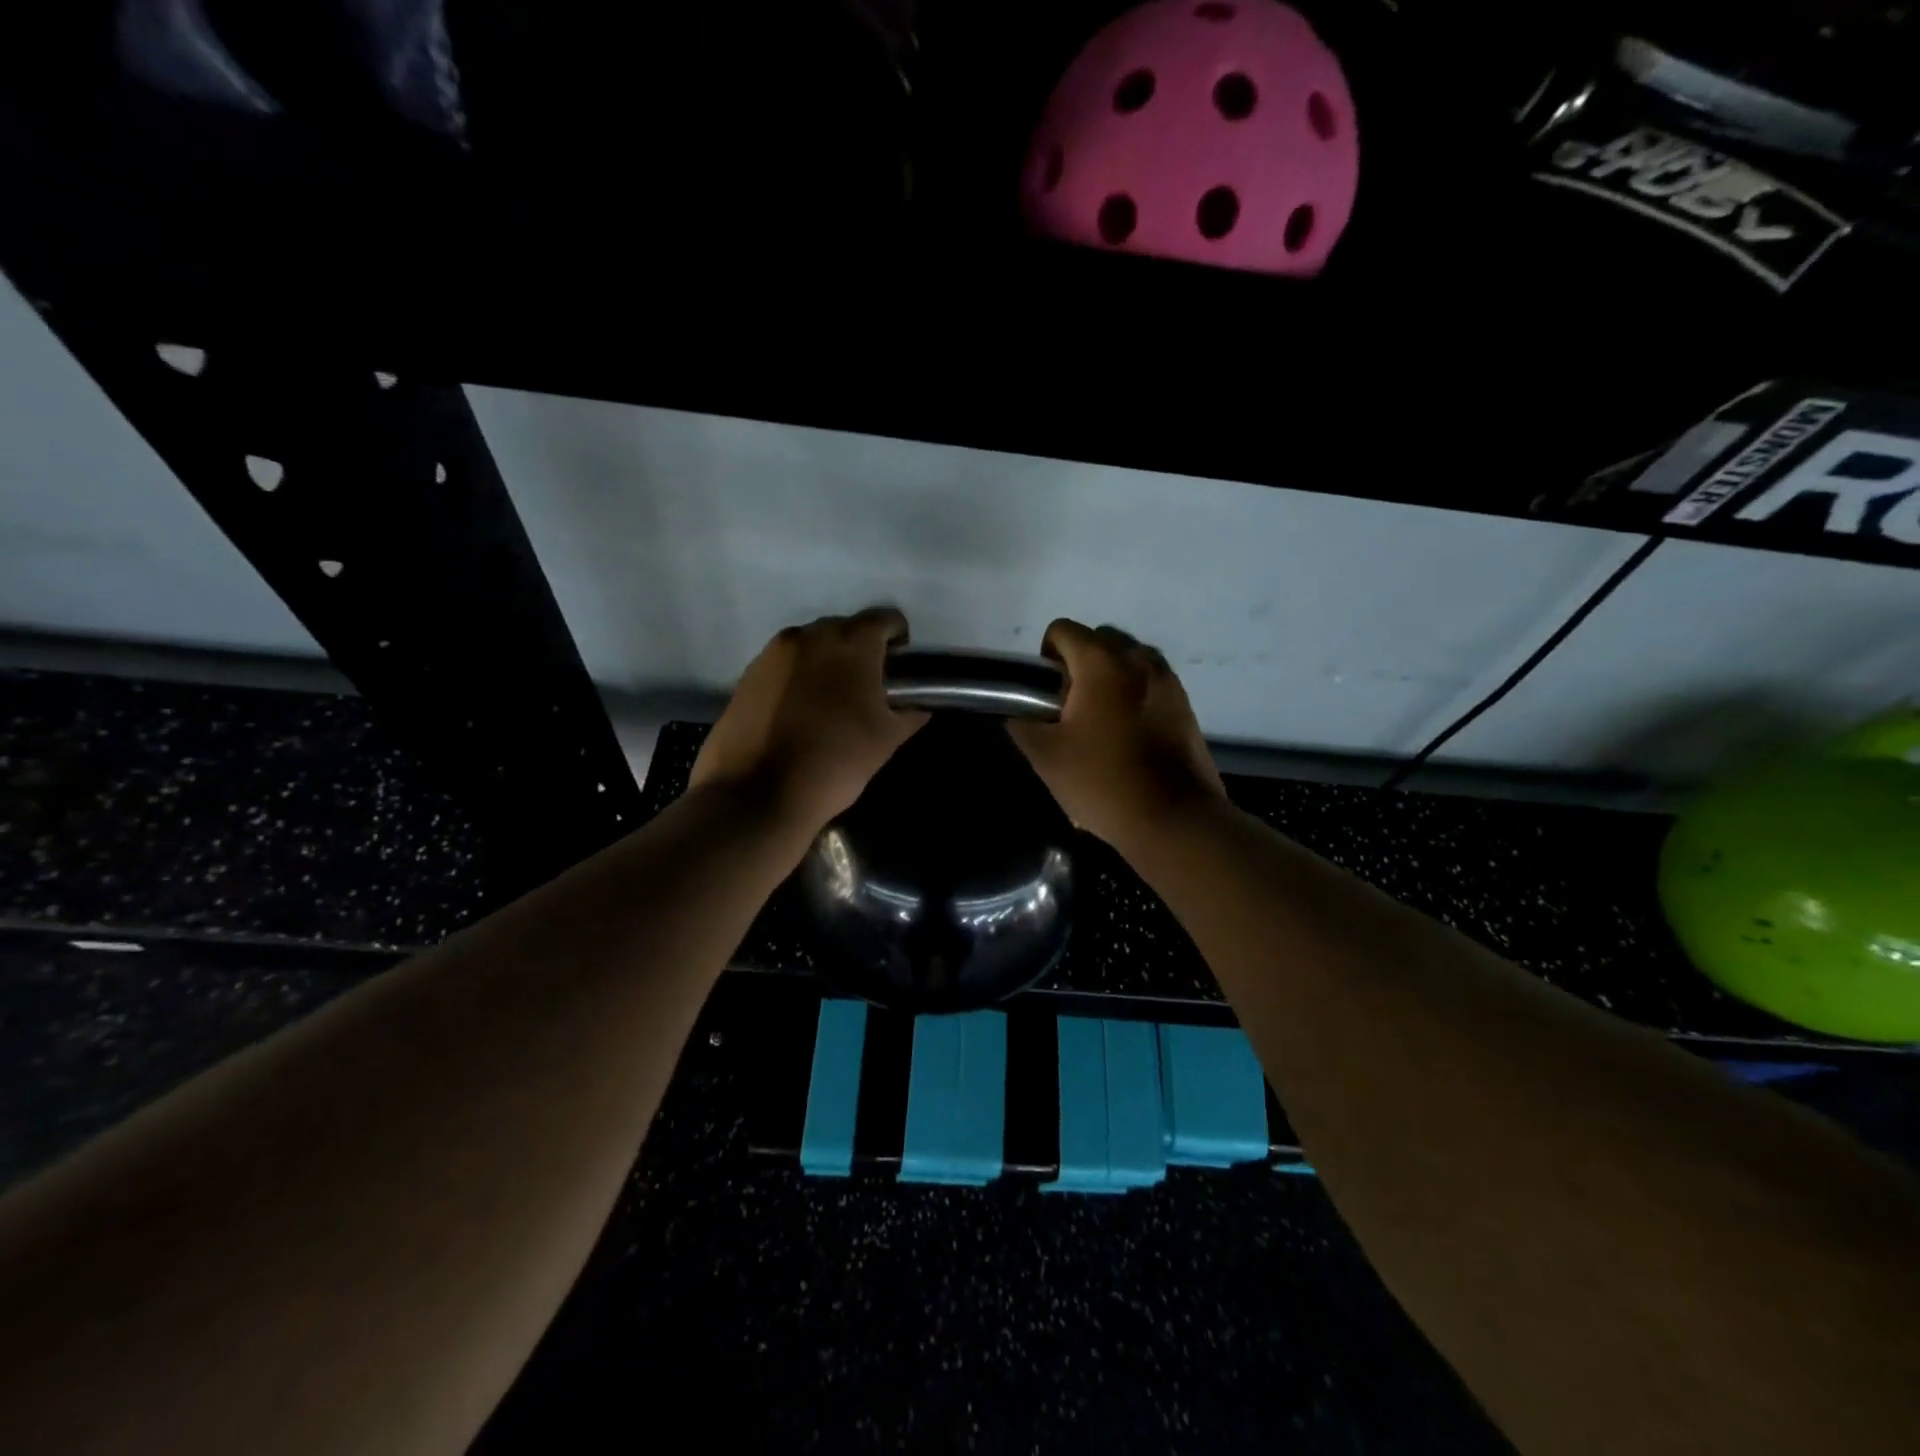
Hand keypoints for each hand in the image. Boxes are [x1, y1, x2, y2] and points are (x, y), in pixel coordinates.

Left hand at [690, 608, 928, 832]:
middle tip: (867, 689)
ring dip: (827, 664)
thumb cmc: (835, 761)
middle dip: (860, 652)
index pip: (885, 619)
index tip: (900, 670)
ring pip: (811, 647)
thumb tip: (918, 708)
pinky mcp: (747, 675)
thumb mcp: (886, 741)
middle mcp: (810, 635)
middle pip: (845, 629)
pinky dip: (798, 679)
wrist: (757, 794)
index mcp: (851, 642)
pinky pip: (784, 666)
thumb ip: (908, 715)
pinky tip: (800, 714)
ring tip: (831, 703)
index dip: (899, 641)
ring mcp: (773, 653)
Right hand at [1008, 619, 1226, 848]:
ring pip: (1127, 661)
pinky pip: (1149, 683)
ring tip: (1100, 724)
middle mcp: (1139, 658)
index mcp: (1101, 662)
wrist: (1173, 818)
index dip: (1045, 658)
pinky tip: (1127, 738)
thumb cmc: (1102, 781)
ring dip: (1108, 679)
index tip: (1046, 696)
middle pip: (1098, 640)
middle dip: (1078, 666)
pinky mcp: (1186, 703)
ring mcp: (1168, 679)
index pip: (1062, 630)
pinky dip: (1133, 696)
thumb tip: (1020, 715)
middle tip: (1070, 710)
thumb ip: (1023, 726)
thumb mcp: (1045, 757)